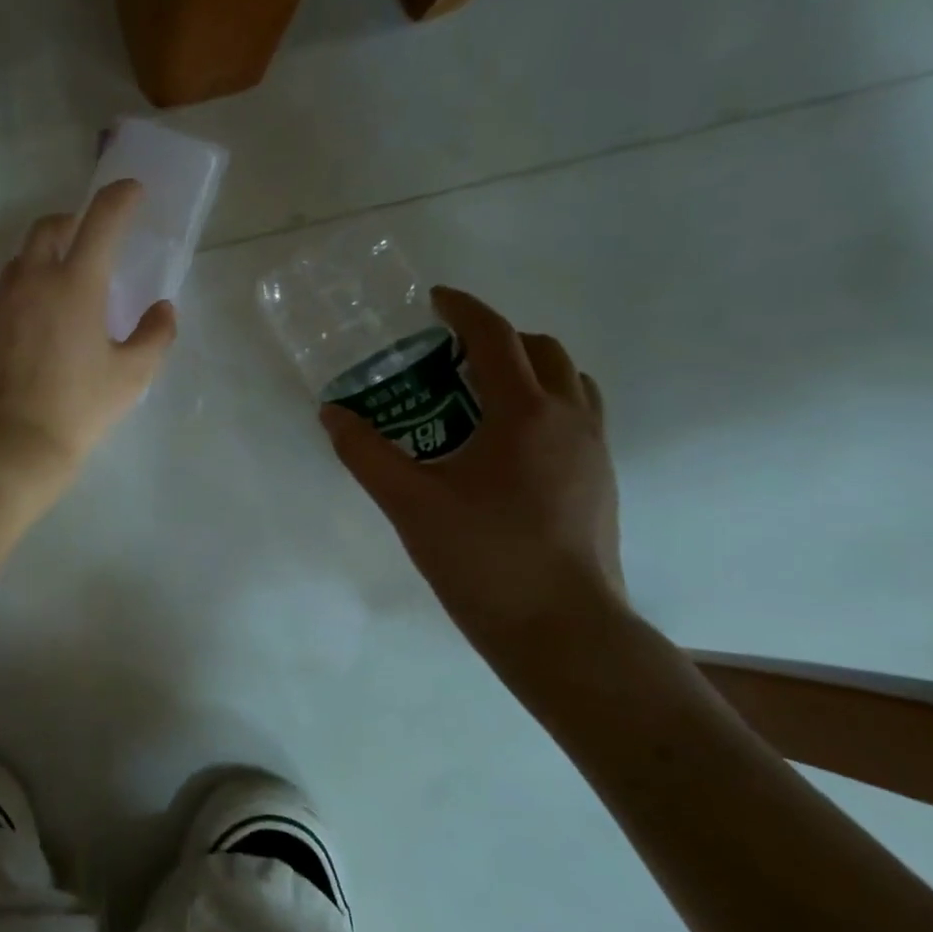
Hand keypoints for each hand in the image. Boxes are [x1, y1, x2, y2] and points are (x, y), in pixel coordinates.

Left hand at [0, 180, 177, 491]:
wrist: (12, 444)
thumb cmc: (79, 408)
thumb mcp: (132, 376)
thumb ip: (155, 335)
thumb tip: (163, 310)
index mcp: (76, 285)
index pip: (100, 222)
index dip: (119, 198)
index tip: (131, 191)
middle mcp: (33, 281)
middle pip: (49, 227)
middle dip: (73, 222)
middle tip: (91, 238)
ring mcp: (2, 302)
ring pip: (23, 258)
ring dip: (46, 255)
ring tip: (65, 282)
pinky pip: (6, 289)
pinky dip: (26, 286)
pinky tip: (39, 319)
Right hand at [321, 287, 625, 651]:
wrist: (562, 631)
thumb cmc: (483, 558)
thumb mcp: (408, 502)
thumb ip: (364, 452)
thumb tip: (331, 414)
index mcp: (525, 414)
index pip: (496, 338)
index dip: (464, 310)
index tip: (435, 301)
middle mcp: (570, 420)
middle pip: (543, 352)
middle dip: (498, 338)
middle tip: (452, 354)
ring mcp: (594, 452)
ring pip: (570, 383)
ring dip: (528, 370)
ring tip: (481, 393)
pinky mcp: (601, 482)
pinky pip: (577, 417)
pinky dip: (543, 404)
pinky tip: (504, 445)